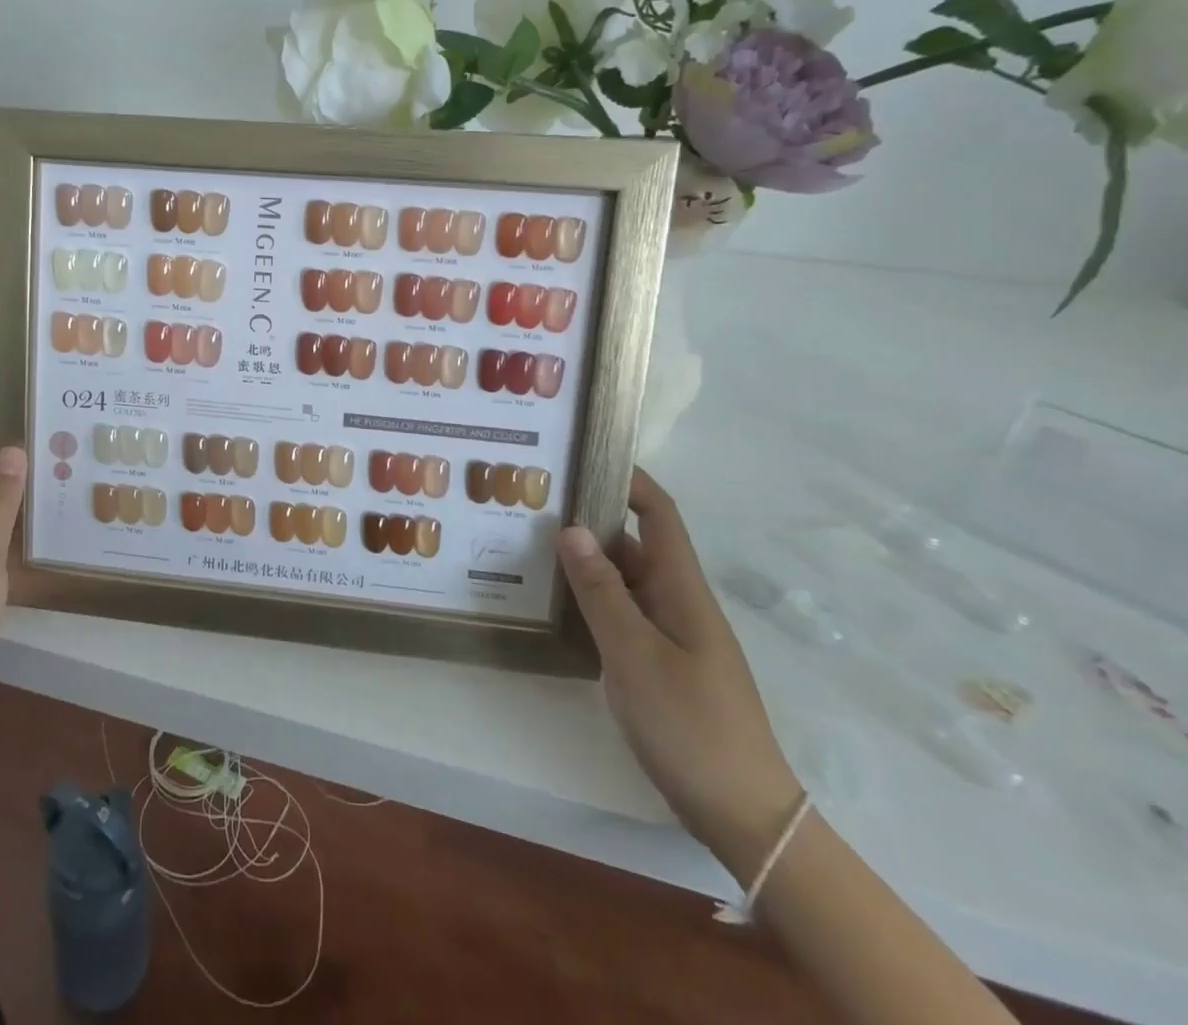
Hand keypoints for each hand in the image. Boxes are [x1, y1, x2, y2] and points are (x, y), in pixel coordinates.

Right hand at [557, 469, 800, 879]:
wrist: (742, 812)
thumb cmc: (690, 724)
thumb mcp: (635, 653)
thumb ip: (601, 591)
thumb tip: (571, 529)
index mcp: (682, 589)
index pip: (660, 515)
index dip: (630, 481)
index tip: (585, 457)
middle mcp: (676, 601)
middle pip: (633, 544)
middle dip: (589, 518)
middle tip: (532, 503)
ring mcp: (668, 634)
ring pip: (623, 580)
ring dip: (583, 560)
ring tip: (527, 544)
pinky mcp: (657, 662)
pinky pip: (619, 613)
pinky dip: (588, 598)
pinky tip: (552, 602)